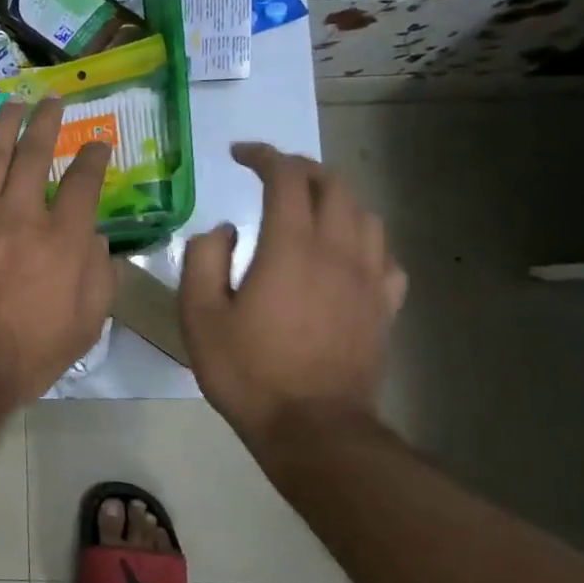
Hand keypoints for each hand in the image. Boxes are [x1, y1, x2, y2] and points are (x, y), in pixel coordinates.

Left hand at [0, 98, 115, 407]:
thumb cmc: (30, 352)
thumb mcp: (86, 324)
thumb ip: (99, 276)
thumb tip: (97, 241)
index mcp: (61, 237)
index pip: (85, 181)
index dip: (94, 156)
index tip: (98, 142)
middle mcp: (19, 214)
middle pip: (35, 153)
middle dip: (47, 121)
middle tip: (52, 100)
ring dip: (3, 127)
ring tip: (11, 106)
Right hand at [179, 142, 406, 447]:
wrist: (313, 428)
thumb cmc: (248, 371)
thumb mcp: (199, 315)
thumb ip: (204, 259)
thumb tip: (224, 229)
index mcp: (291, 247)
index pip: (286, 178)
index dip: (263, 156)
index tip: (240, 153)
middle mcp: (338, 251)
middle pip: (333, 185)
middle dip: (300, 168)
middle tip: (270, 172)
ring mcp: (369, 279)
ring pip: (365, 214)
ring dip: (335, 196)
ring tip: (308, 204)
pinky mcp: (385, 306)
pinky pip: (384, 254)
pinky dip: (361, 238)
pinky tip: (344, 253)